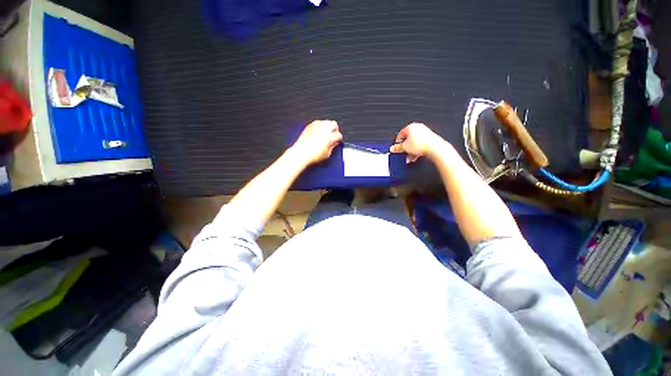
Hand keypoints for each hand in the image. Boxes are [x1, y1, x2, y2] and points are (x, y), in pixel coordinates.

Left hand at [290, 120, 342, 165]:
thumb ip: (333, 147)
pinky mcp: (310, 125)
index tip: (337, 141)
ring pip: (327, 121)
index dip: (339, 139)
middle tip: (333, 135)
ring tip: (326, 133)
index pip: (339, 135)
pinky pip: (318, 122)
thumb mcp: (327, 154)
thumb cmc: (312, 155)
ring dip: (328, 126)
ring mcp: (316, 126)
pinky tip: (319, 132)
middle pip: (334, 124)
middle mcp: (323, 129)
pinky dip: (320, 125)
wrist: (300, 153)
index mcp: (329, 137)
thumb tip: (335, 143)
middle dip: (335, 129)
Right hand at [389, 123, 448, 162]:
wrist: (435, 147)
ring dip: (410, 150)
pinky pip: (420, 143)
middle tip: (403, 153)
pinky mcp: (429, 137)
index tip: (396, 148)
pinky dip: (417, 149)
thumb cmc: (421, 144)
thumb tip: (393, 148)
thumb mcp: (404, 147)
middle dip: (405, 148)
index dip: (397, 142)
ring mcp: (424, 132)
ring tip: (409, 157)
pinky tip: (415, 156)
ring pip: (414, 142)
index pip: (400, 134)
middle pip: (408, 139)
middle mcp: (417, 127)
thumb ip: (397, 148)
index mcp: (410, 127)